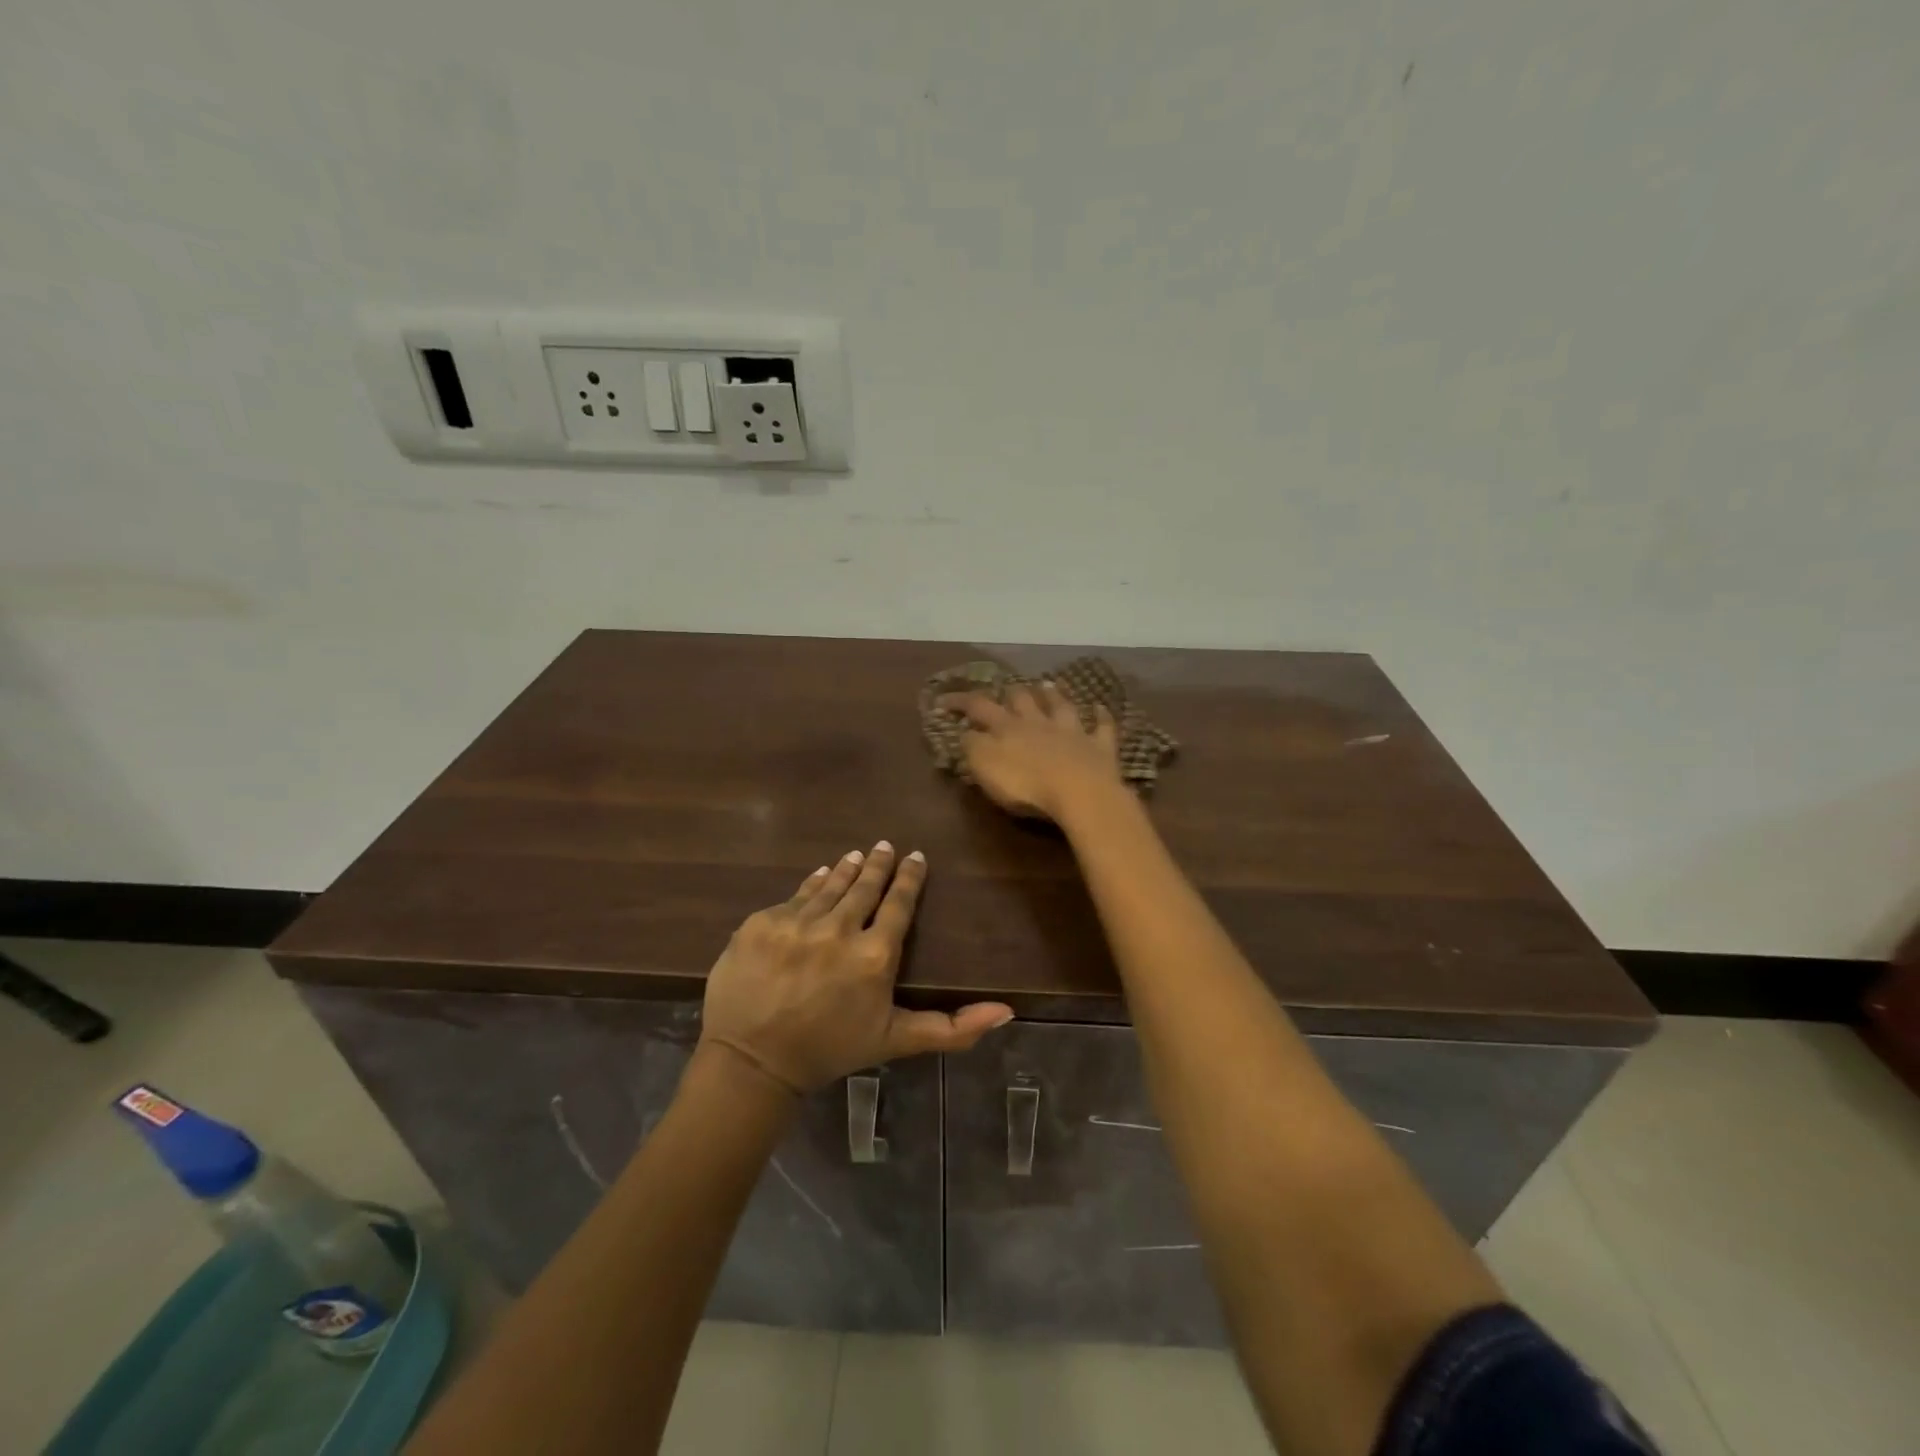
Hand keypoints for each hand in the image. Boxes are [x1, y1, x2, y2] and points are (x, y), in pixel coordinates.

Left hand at [699, 843, 1013, 1094]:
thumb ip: (953, 1028)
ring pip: (829, 885)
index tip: (915, 856)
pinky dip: (811, 884)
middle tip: (884, 845)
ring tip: (856, 854)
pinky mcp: (761, 922)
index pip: (898, 904)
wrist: (751, 1063)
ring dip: (846, 868)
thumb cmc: (830, 1051)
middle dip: (877, 864)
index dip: (909, 878)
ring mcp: (796, 922)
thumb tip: (1008, 1011)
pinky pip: (794, 895)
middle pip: (864, 886)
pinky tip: (820, 875)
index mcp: (874, 954)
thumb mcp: (896, 1041)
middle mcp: (838, 929)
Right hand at [938, 682, 1123, 822]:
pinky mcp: (1099, 748)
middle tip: (1008, 686)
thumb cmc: (1025, 784)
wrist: (1080, 792)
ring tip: (1048, 684)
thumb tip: (965, 731)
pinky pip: (1102, 727)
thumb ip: (972, 747)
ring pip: (1061, 707)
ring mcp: (1072, 732)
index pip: (979, 707)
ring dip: (1054, 695)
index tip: (944, 700)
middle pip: (1023, 700)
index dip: (961, 702)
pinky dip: (1101, 716)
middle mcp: (1039, 722)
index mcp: (1007, 728)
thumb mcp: (985, 767)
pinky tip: (1101, 708)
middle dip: (1013, 692)